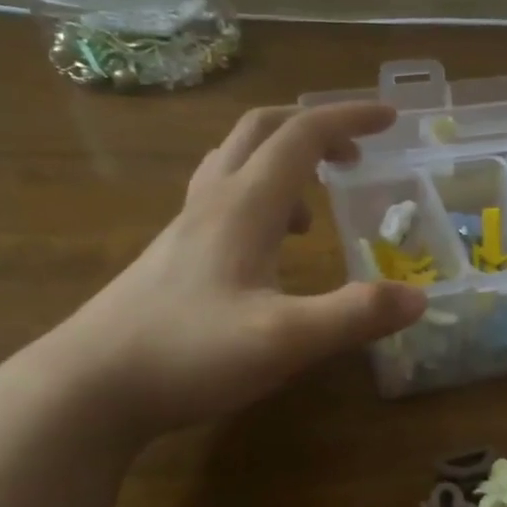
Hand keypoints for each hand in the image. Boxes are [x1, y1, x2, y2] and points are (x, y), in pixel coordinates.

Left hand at [38, 102, 424, 440]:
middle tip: (356, 150)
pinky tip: (275, 246)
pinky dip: (263, 198)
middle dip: (315, 126)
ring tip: (320, 198)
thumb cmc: (187, 353)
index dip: (349, 118)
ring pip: (236, 162)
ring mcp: (187, 228)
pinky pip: (224, 200)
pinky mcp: (175, 256)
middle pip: (261, 131)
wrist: (87, 388)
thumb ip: (355, 316)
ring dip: (285, 159)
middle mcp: (214, 203)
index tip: (392, 118)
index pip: (302, 136)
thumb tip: (419, 297)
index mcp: (244, 206)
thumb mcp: (285, 340)